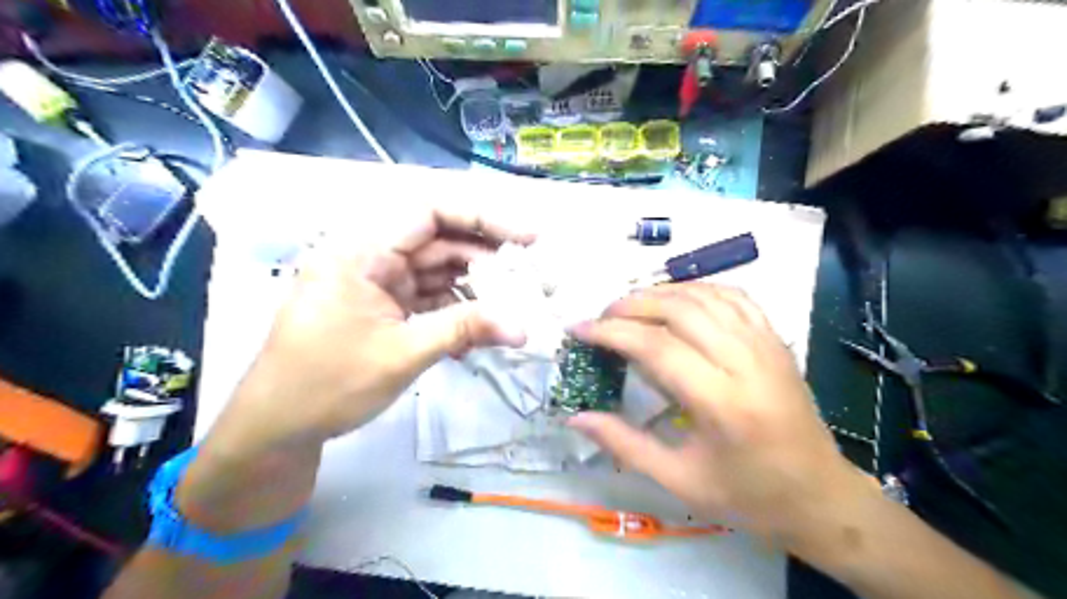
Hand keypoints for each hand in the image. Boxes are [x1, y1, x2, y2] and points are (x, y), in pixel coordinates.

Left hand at [213, 205, 532, 453]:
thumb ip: (465, 330)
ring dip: (475, 288)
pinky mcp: (384, 307)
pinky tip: (480, 332)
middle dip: (485, 258)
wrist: (278, 428)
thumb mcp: (403, 354)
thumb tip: (523, 328)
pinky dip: (456, 311)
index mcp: (362, 252)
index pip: (430, 212)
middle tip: (528, 277)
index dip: (482, 218)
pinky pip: (428, 297)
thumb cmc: (328, 384)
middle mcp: (370, 258)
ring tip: (513, 306)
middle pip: (439, 241)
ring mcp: (377, 283)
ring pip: (438, 271)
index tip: (526, 237)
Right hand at [572, 285, 870, 557]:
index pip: (656, 348)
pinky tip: (677, 299)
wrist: (820, 495)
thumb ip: (624, 444)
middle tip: (602, 316)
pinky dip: (699, 289)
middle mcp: (746, 363)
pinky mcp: (775, 340)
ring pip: (706, 296)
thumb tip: (576, 418)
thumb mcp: (679, 481)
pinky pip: (734, 297)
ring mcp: (766, 345)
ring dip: (661, 292)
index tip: (579, 328)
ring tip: (630, 305)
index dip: (612, 332)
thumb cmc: (748, 496)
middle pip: (680, 311)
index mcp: (722, 403)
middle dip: (632, 305)